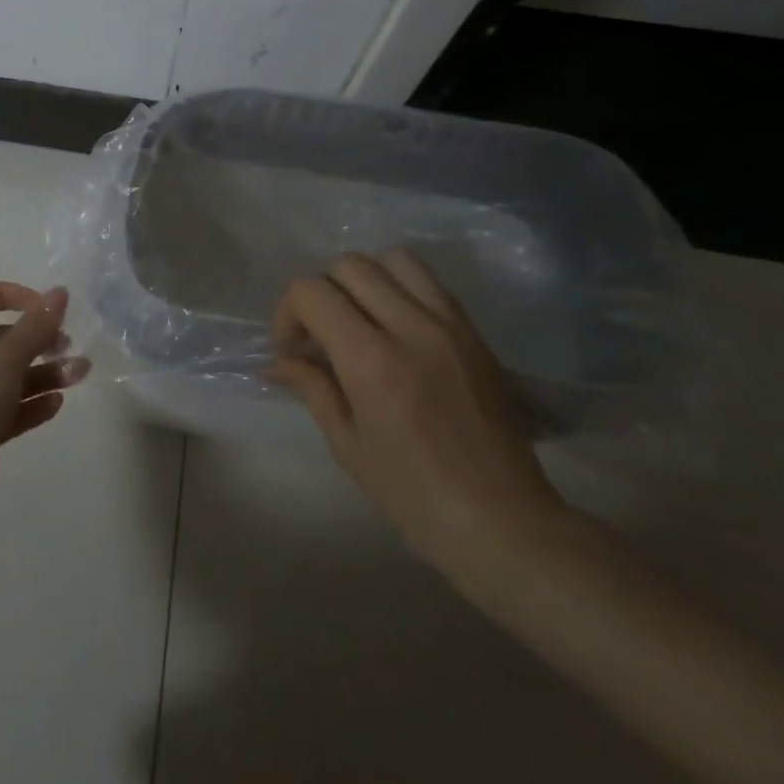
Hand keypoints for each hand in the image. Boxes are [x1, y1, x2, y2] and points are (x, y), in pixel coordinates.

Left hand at [0, 282, 89, 507]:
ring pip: (11, 374)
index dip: (8, 294)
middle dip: (38, 339)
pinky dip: (33, 402)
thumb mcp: (8, 355)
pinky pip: (10, 407)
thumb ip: (37, 324)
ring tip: (78, 375)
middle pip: (1, 338)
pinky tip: (57, 404)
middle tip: (68, 344)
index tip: (38, 306)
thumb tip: (60, 292)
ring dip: (44, 372)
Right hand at [268, 249, 564, 575]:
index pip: (312, 292)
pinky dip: (401, 288)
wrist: (505, 523)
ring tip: (360, 318)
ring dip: (365, 279)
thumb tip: (279, 361)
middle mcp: (411, 328)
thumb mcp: (348, 444)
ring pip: (394, 260)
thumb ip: (312, 387)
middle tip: (321, 333)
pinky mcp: (475, 333)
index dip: (289, 311)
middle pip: (350, 266)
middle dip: (322, 291)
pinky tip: (395, 327)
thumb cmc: (415, 495)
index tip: (292, 347)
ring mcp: (450, 326)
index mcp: (372, 360)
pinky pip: (429, 283)